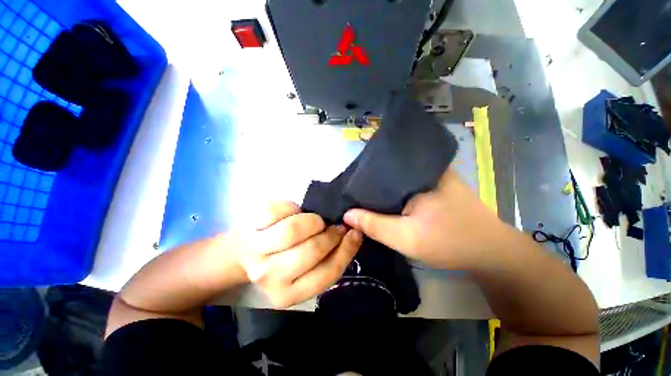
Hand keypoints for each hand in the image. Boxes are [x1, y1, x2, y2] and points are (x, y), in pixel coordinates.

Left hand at [236, 201, 361, 306]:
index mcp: (289, 294)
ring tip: (315, 221)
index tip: (354, 233)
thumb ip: (327, 258)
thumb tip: (351, 234)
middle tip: (333, 227)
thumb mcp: (304, 271)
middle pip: (312, 250)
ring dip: (312, 221)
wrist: (241, 254)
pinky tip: (294, 212)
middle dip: (330, 234)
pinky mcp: (248, 228)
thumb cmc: (280, 261)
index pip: (327, 273)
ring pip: (294, 230)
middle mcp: (271, 277)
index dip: (346, 249)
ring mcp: (257, 252)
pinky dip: (292, 207)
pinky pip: (278, 210)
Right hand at [343, 169, 505, 269]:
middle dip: (370, 184)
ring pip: (396, 179)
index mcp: (416, 174)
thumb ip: (374, 225)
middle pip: (387, 173)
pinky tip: (386, 200)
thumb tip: (347, 214)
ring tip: (364, 196)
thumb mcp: (406, 238)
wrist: (490, 251)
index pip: (379, 170)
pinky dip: (394, 192)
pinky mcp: (435, 184)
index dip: (361, 181)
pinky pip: (406, 184)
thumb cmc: (448, 242)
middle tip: (353, 195)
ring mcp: (431, 175)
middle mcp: (423, 168)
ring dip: (382, 188)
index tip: (347, 190)